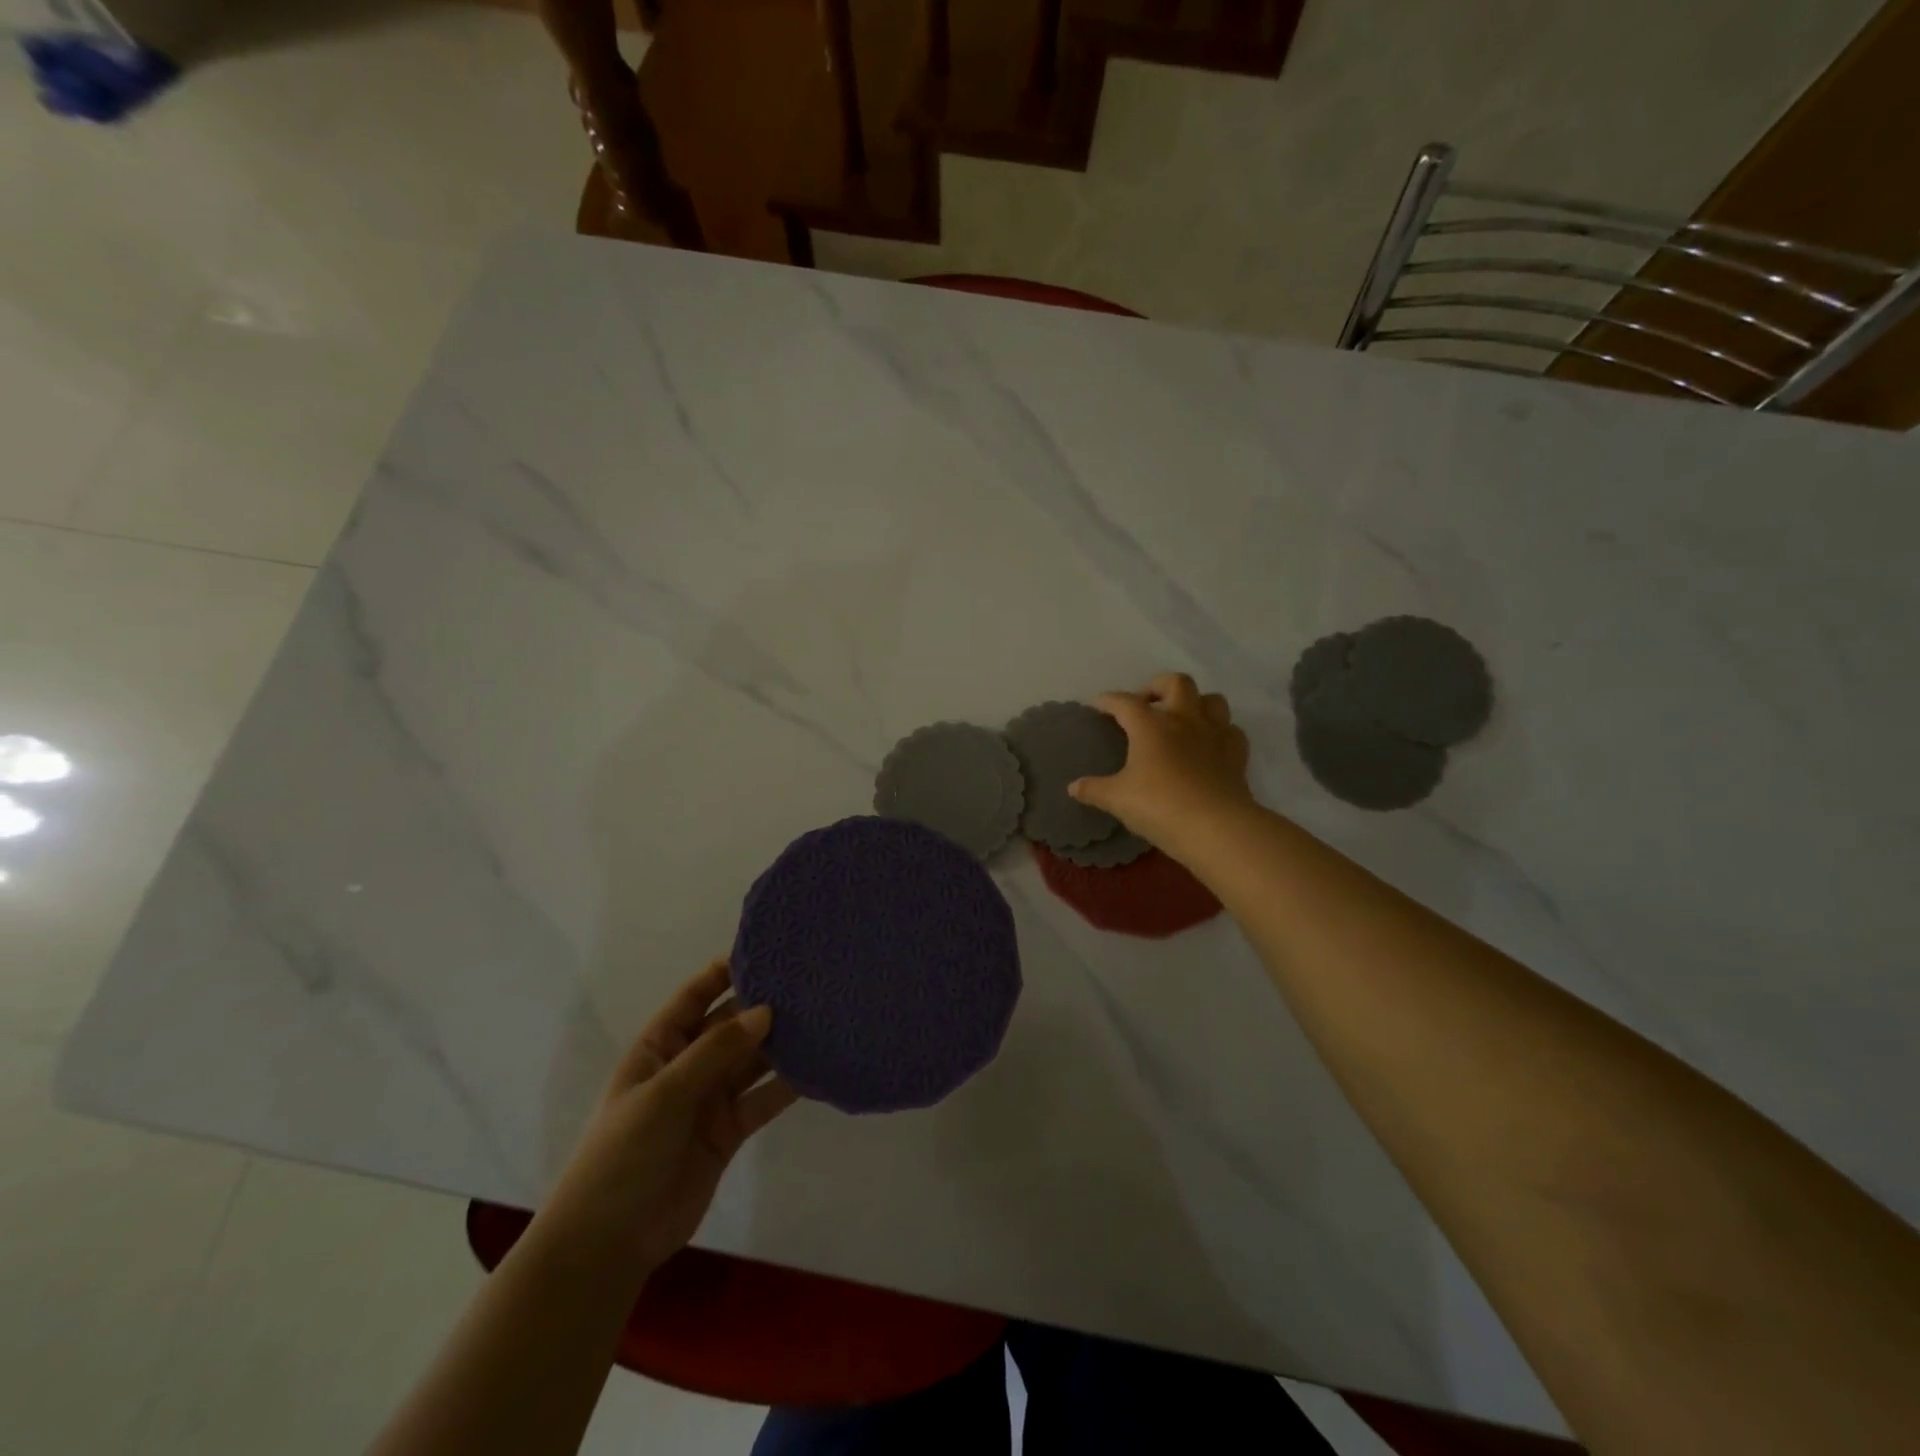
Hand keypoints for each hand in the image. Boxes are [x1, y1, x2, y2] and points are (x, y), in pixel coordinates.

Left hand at [543, 961, 799, 1280]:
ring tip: (822, 1017)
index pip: (695, 995)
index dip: (726, 970)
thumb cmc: (623, 1154)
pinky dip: (787, 1086)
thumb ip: (716, 1051)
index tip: (767, 949)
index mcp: (660, 1046)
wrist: (610, 1242)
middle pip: (730, 1025)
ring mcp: (709, 1098)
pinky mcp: (729, 1130)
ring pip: (751, 1060)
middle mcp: (688, 1065)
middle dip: (763, 1005)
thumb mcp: (664, 1094)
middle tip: (809, 982)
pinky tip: (818, 1068)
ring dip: (781, 1043)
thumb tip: (765, 1011)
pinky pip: (763, 1099)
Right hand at [1070, 673, 1252, 852]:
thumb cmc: (1158, 806)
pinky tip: (1210, 746)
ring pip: (1213, 700)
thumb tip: (1073, 787)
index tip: (1098, 705)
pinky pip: (1232, 732)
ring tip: (1182, 719)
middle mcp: (1184, 720)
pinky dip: (1221, 733)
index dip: (1108, 700)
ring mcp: (1214, 735)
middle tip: (1146, 704)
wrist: (1215, 827)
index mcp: (1150, 725)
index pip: (1125, 702)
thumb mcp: (1117, 799)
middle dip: (1158, 686)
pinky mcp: (1236, 756)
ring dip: (1196, 703)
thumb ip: (1094, 789)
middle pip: (1176, 683)